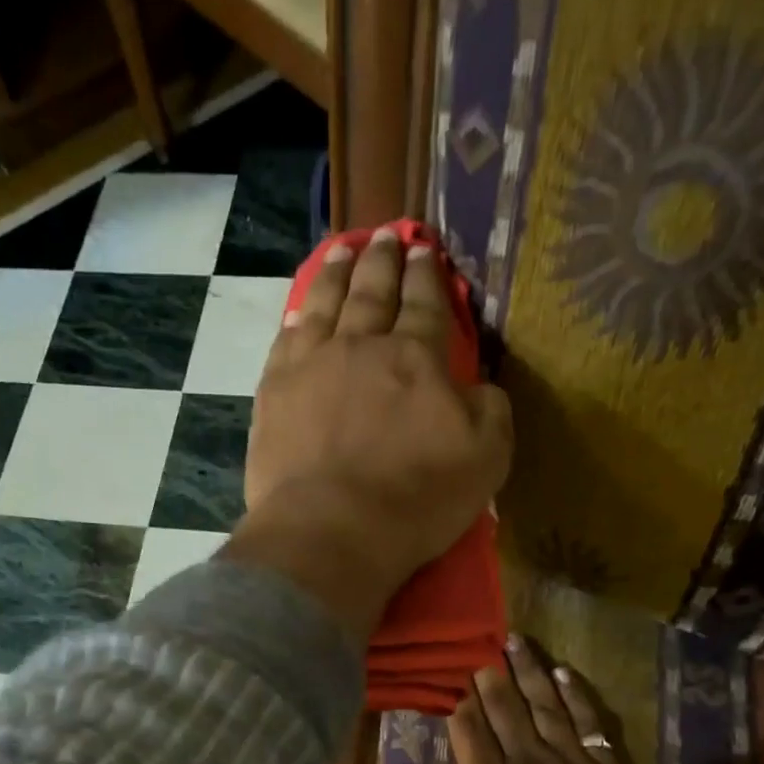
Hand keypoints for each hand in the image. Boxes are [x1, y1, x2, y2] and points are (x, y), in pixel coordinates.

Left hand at [242, 227, 511, 593]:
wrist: (331, 530)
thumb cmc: (414, 500)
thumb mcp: (485, 458)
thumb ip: (489, 411)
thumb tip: (477, 387)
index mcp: (417, 358)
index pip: (425, 305)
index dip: (427, 276)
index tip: (424, 250)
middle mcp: (362, 346)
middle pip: (374, 292)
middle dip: (383, 259)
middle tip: (387, 233)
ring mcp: (311, 366)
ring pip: (326, 303)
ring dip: (337, 272)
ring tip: (344, 249)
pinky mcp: (273, 394)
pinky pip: (285, 340)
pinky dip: (296, 317)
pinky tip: (299, 309)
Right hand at [386, 640, 733, 763]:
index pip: (468, 730)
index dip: (458, 703)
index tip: (451, 680)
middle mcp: (526, 760)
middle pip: (504, 708)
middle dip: (490, 677)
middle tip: (480, 649)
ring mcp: (568, 760)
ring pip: (544, 704)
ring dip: (528, 671)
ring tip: (516, 641)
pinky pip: (586, 720)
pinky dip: (575, 694)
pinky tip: (564, 673)